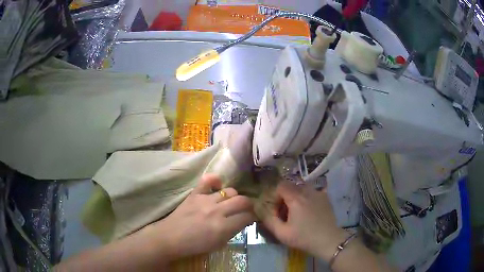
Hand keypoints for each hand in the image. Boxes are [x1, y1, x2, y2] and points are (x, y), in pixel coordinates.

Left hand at [146, 174, 255, 259]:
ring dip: (234, 197)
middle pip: (242, 201)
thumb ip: (233, 231)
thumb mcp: (218, 244)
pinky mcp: (195, 193)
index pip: (247, 216)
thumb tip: (243, 221)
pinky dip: (215, 181)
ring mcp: (205, 200)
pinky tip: (217, 186)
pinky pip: (208, 180)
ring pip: (230, 191)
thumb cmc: (195, 245)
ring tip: (230, 202)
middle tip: (245, 209)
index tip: (252, 218)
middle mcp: (217, 211)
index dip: (253, 217)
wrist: (171, 237)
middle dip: (248, 205)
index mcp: (223, 227)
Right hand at [262, 181, 348, 260]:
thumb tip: (259, 208)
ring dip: (295, 197)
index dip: (274, 195)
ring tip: (296, 212)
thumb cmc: (304, 237)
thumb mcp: (282, 233)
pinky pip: (312, 192)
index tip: (275, 209)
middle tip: (284, 213)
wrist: (328, 240)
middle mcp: (307, 191)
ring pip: (302, 188)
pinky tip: (308, 211)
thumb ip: (268, 219)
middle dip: (284, 197)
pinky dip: (306, 198)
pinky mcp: (325, 197)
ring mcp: (318, 193)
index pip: (280, 185)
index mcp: (296, 198)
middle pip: (291, 186)